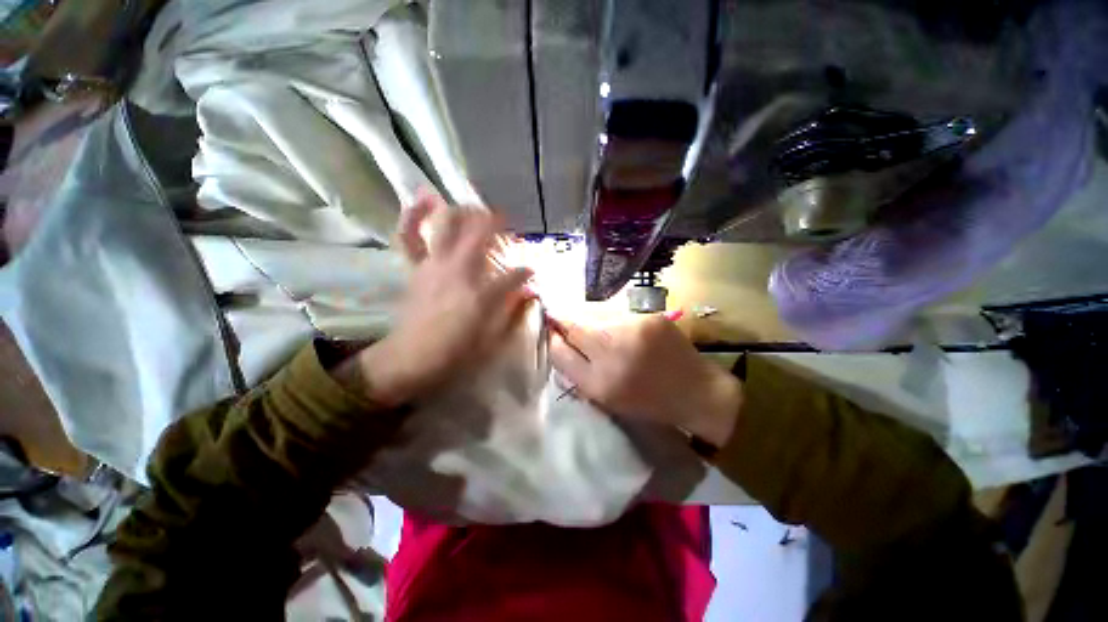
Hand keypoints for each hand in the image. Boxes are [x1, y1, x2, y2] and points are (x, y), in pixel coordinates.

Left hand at [333, 193, 531, 405]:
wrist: (411, 359)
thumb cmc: (455, 352)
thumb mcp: (492, 339)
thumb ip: (511, 311)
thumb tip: (528, 292)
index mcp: (482, 294)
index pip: (514, 274)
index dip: (525, 272)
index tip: (530, 273)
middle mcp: (459, 271)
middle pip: (480, 233)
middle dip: (497, 224)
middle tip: (506, 228)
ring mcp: (434, 265)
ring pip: (447, 224)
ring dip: (464, 212)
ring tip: (474, 208)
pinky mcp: (416, 267)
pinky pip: (409, 236)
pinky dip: (414, 216)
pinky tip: (424, 200)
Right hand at [549, 315, 741, 446]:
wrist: (696, 392)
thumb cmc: (644, 400)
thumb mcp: (602, 396)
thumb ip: (572, 368)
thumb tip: (553, 339)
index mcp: (600, 380)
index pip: (561, 345)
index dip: (551, 331)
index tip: (548, 326)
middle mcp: (614, 350)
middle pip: (576, 321)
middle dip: (567, 320)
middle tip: (566, 324)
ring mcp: (634, 328)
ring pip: (596, 314)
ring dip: (590, 320)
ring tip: (597, 331)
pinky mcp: (651, 317)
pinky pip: (617, 313)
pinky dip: (610, 319)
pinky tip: (620, 329)